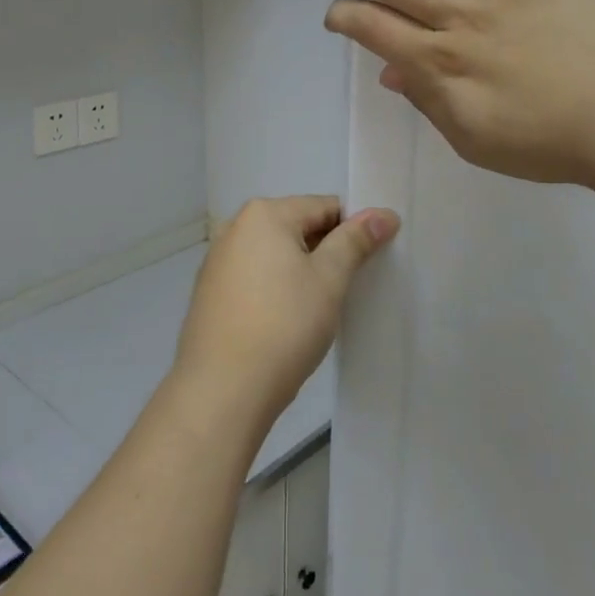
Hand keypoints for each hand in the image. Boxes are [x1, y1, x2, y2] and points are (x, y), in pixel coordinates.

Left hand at [173, 197, 398, 433]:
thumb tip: (383, 214)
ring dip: (301, 270)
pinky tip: (288, 319)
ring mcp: (218, 259)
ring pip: (275, 254)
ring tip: (321, 307)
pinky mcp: (211, 291)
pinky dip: (276, 287)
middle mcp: (235, 227)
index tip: (373, 259)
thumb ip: (354, 241)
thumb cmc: (284, 325)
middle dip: (326, 250)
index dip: (354, 229)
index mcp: (264, 214)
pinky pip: (255, 276)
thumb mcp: (328, 280)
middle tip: (351, 286)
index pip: (324, 207)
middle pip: (297, 226)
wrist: (223, 388)